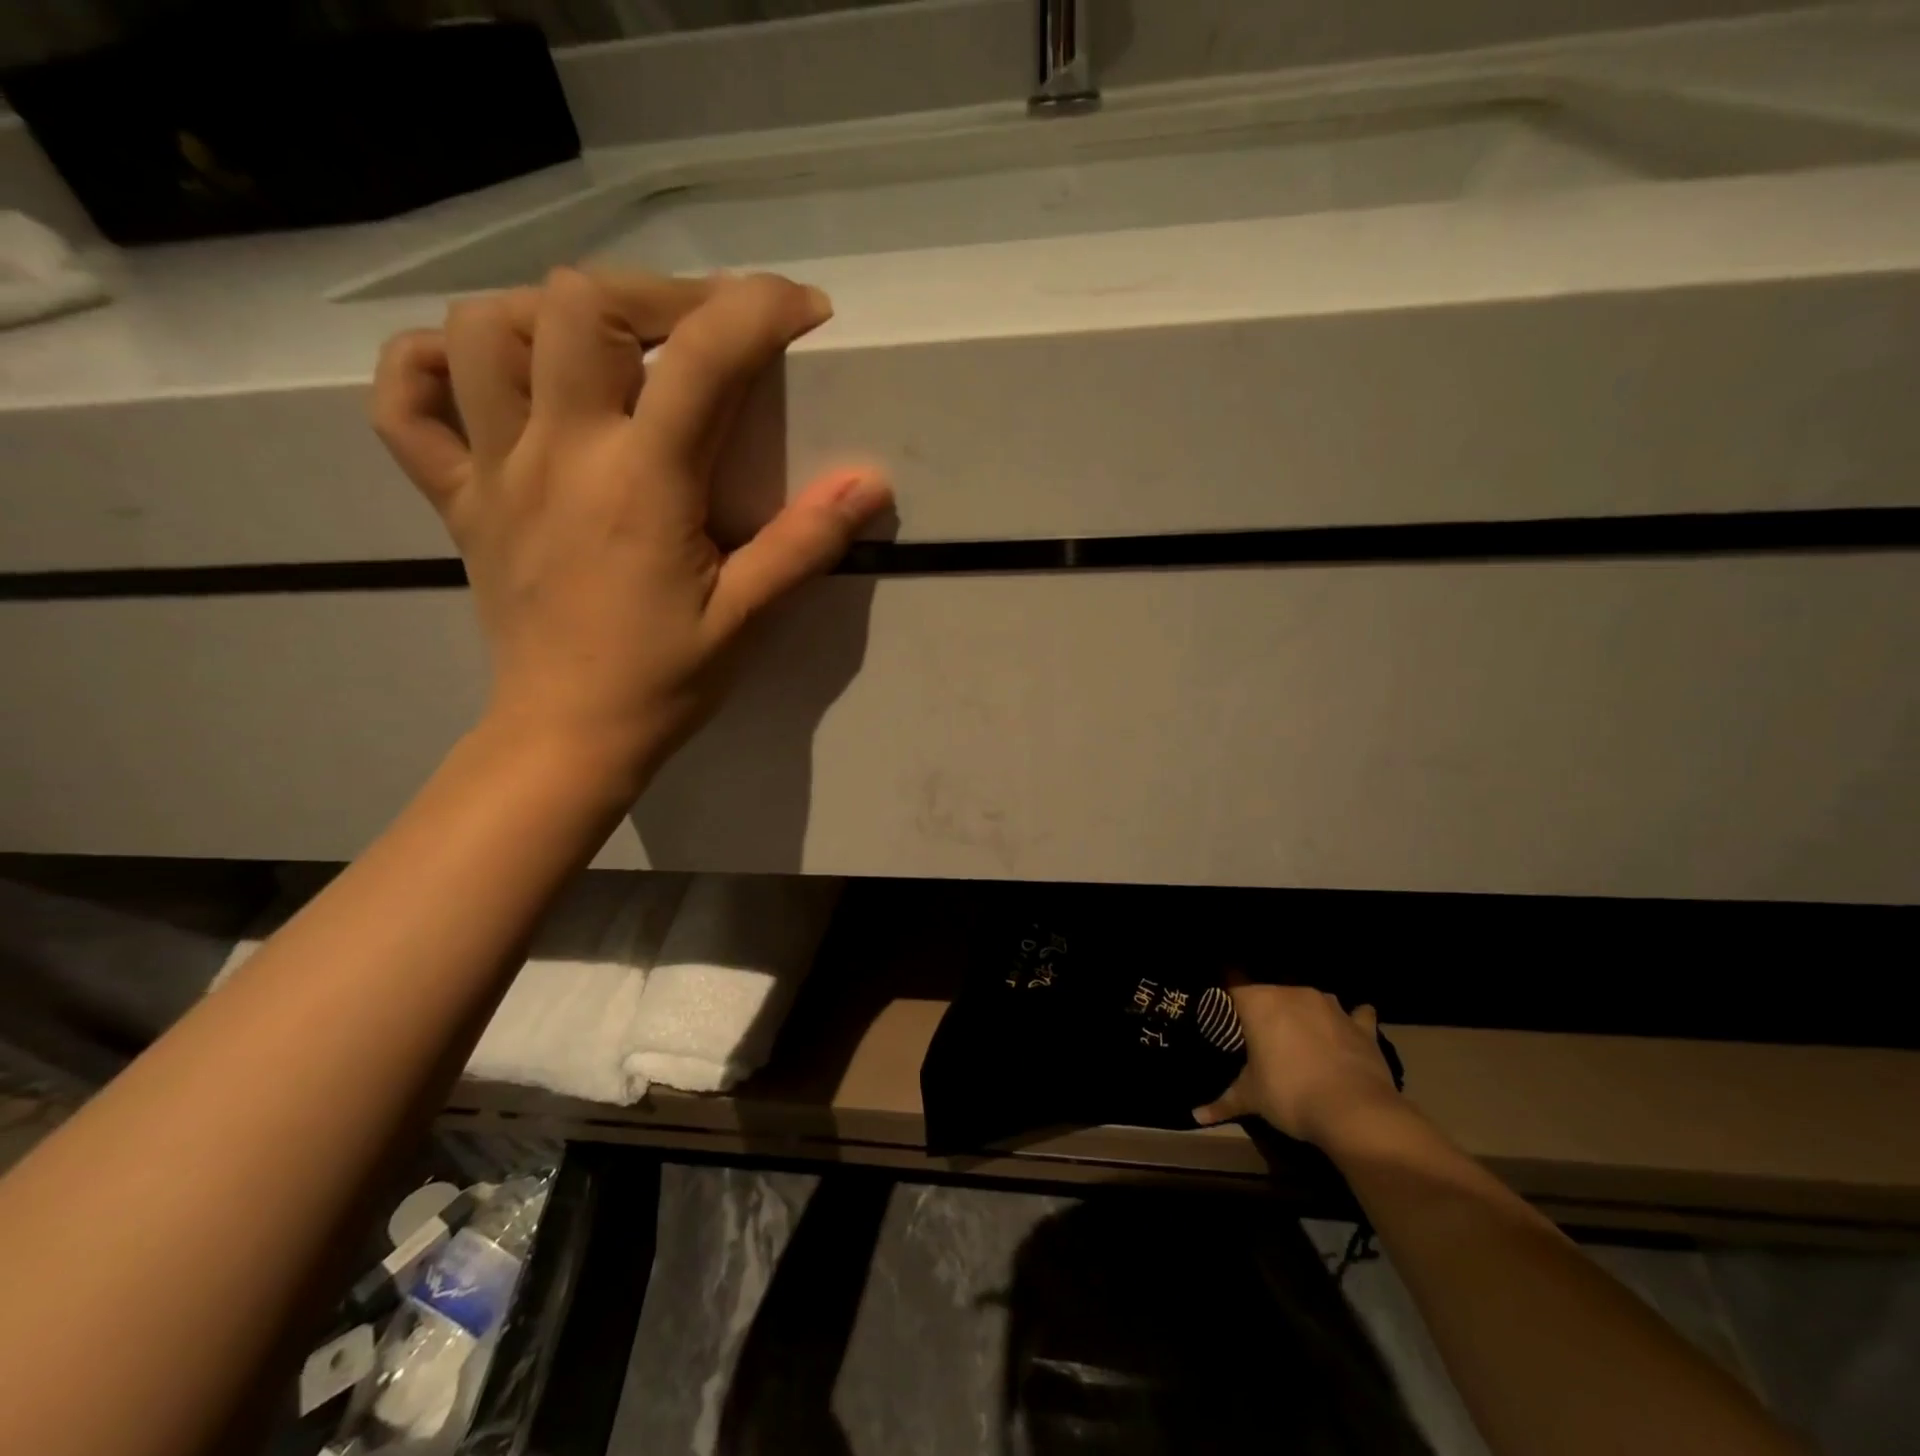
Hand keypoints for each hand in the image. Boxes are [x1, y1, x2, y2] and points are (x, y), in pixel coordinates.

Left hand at [369, 267, 890, 791]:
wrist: (568, 737)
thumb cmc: (664, 681)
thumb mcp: (747, 617)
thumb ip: (805, 543)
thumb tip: (870, 483)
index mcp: (641, 483)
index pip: (702, 356)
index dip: (760, 309)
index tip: (803, 313)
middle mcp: (559, 454)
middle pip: (580, 303)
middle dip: (657, 293)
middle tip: (705, 333)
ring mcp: (495, 471)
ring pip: (488, 328)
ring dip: (556, 315)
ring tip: (611, 352)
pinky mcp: (457, 499)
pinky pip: (407, 403)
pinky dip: (435, 365)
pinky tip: (488, 377)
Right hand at [1193, 983, 1401, 1146]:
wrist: (1354, 1113)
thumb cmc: (1290, 1094)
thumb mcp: (1251, 1098)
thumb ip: (1223, 1101)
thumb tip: (1196, 1116)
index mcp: (1260, 1002)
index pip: (1234, 987)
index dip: (1229, 1002)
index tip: (1226, 1018)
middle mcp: (1293, 993)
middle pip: (1272, 992)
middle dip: (1267, 1010)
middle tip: (1262, 1036)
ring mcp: (1331, 1006)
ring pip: (1311, 999)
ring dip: (1306, 1013)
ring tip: (1302, 1035)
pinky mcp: (1362, 1026)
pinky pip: (1356, 1014)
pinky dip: (1353, 1020)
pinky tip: (1352, 1026)